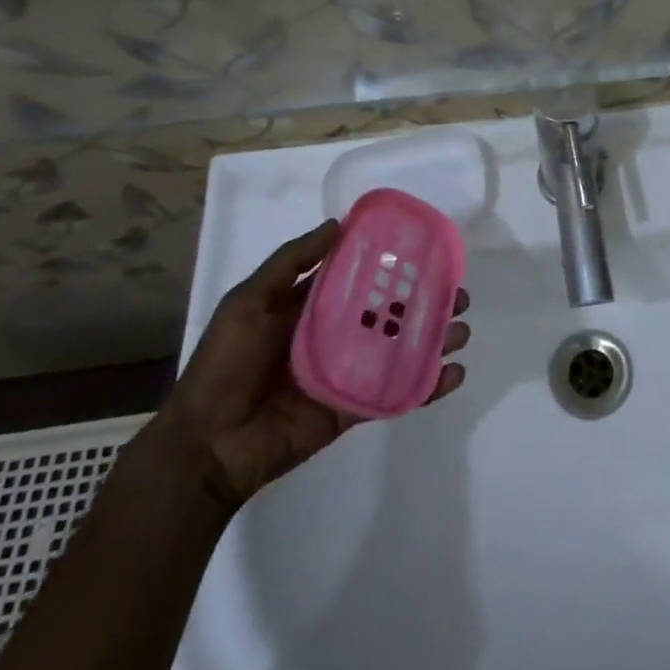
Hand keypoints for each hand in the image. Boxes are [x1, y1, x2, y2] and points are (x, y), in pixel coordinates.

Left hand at [156, 222, 469, 509]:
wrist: (207, 445)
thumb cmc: (225, 365)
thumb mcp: (249, 301)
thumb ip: (291, 262)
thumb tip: (338, 224)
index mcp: (313, 308)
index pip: (362, 278)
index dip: (393, 265)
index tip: (428, 252)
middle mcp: (336, 335)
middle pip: (391, 313)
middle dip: (427, 302)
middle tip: (459, 294)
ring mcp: (349, 372)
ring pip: (401, 349)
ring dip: (435, 339)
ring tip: (462, 329)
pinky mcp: (355, 407)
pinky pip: (397, 393)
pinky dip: (427, 385)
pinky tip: (453, 373)